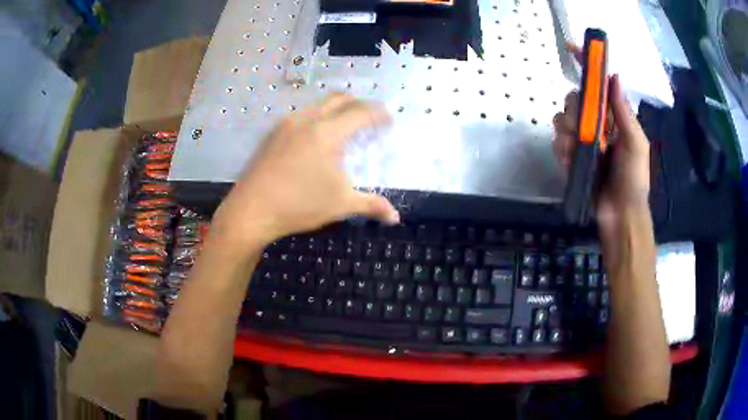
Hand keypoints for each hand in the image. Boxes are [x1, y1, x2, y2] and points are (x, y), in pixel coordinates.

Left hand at [212, 93, 399, 246]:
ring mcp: (287, 124)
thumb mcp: (340, 205)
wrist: (251, 210)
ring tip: (344, 129)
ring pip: (318, 105)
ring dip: (336, 110)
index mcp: (328, 132)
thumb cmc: (299, 205)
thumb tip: (395, 218)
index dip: (380, 114)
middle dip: (359, 104)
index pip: (362, 112)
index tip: (389, 121)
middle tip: (369, 120)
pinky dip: (317, 118)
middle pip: (340, 98)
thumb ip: (372, 205)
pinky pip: (302, 115)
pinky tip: (315, 140)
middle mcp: (308, 119)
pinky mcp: (273, 133)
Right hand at [553, 74, 651, 253]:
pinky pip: (557, 142)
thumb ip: (624, 112)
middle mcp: (597, 125)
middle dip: (574, 110)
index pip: (599, 86)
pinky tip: (569, 160)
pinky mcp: (571, 157)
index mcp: (614, 118)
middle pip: (574, 100)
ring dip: (566, 131)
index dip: (587, 66)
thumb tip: (614, 76)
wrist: (620, 216)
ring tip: (575, 149)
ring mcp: (583, 141)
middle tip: (583, 128)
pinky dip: (561, 149)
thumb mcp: (635, 144)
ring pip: (562, 119)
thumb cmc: (633, 180)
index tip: (573, 49)